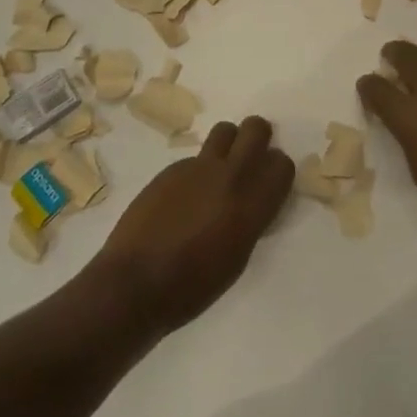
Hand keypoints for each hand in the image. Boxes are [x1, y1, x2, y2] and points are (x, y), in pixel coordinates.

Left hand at [91, 116, 293, 333]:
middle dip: (258, 138)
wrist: (134, 283)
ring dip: (229, 144)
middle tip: (250, 160)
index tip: (269, 184)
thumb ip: (250, 220)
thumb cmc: (191, 287)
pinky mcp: (171, 168)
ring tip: (218, 172)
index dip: (277, 171)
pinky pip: (195, 157)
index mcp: (250, 205)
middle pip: (256, 129)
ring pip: (225, 130)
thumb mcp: (237, 258)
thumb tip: (251, 202)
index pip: (282, 164)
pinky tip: (183, 199)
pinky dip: (197, 171)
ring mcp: (197, 168)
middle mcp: (229, 176)